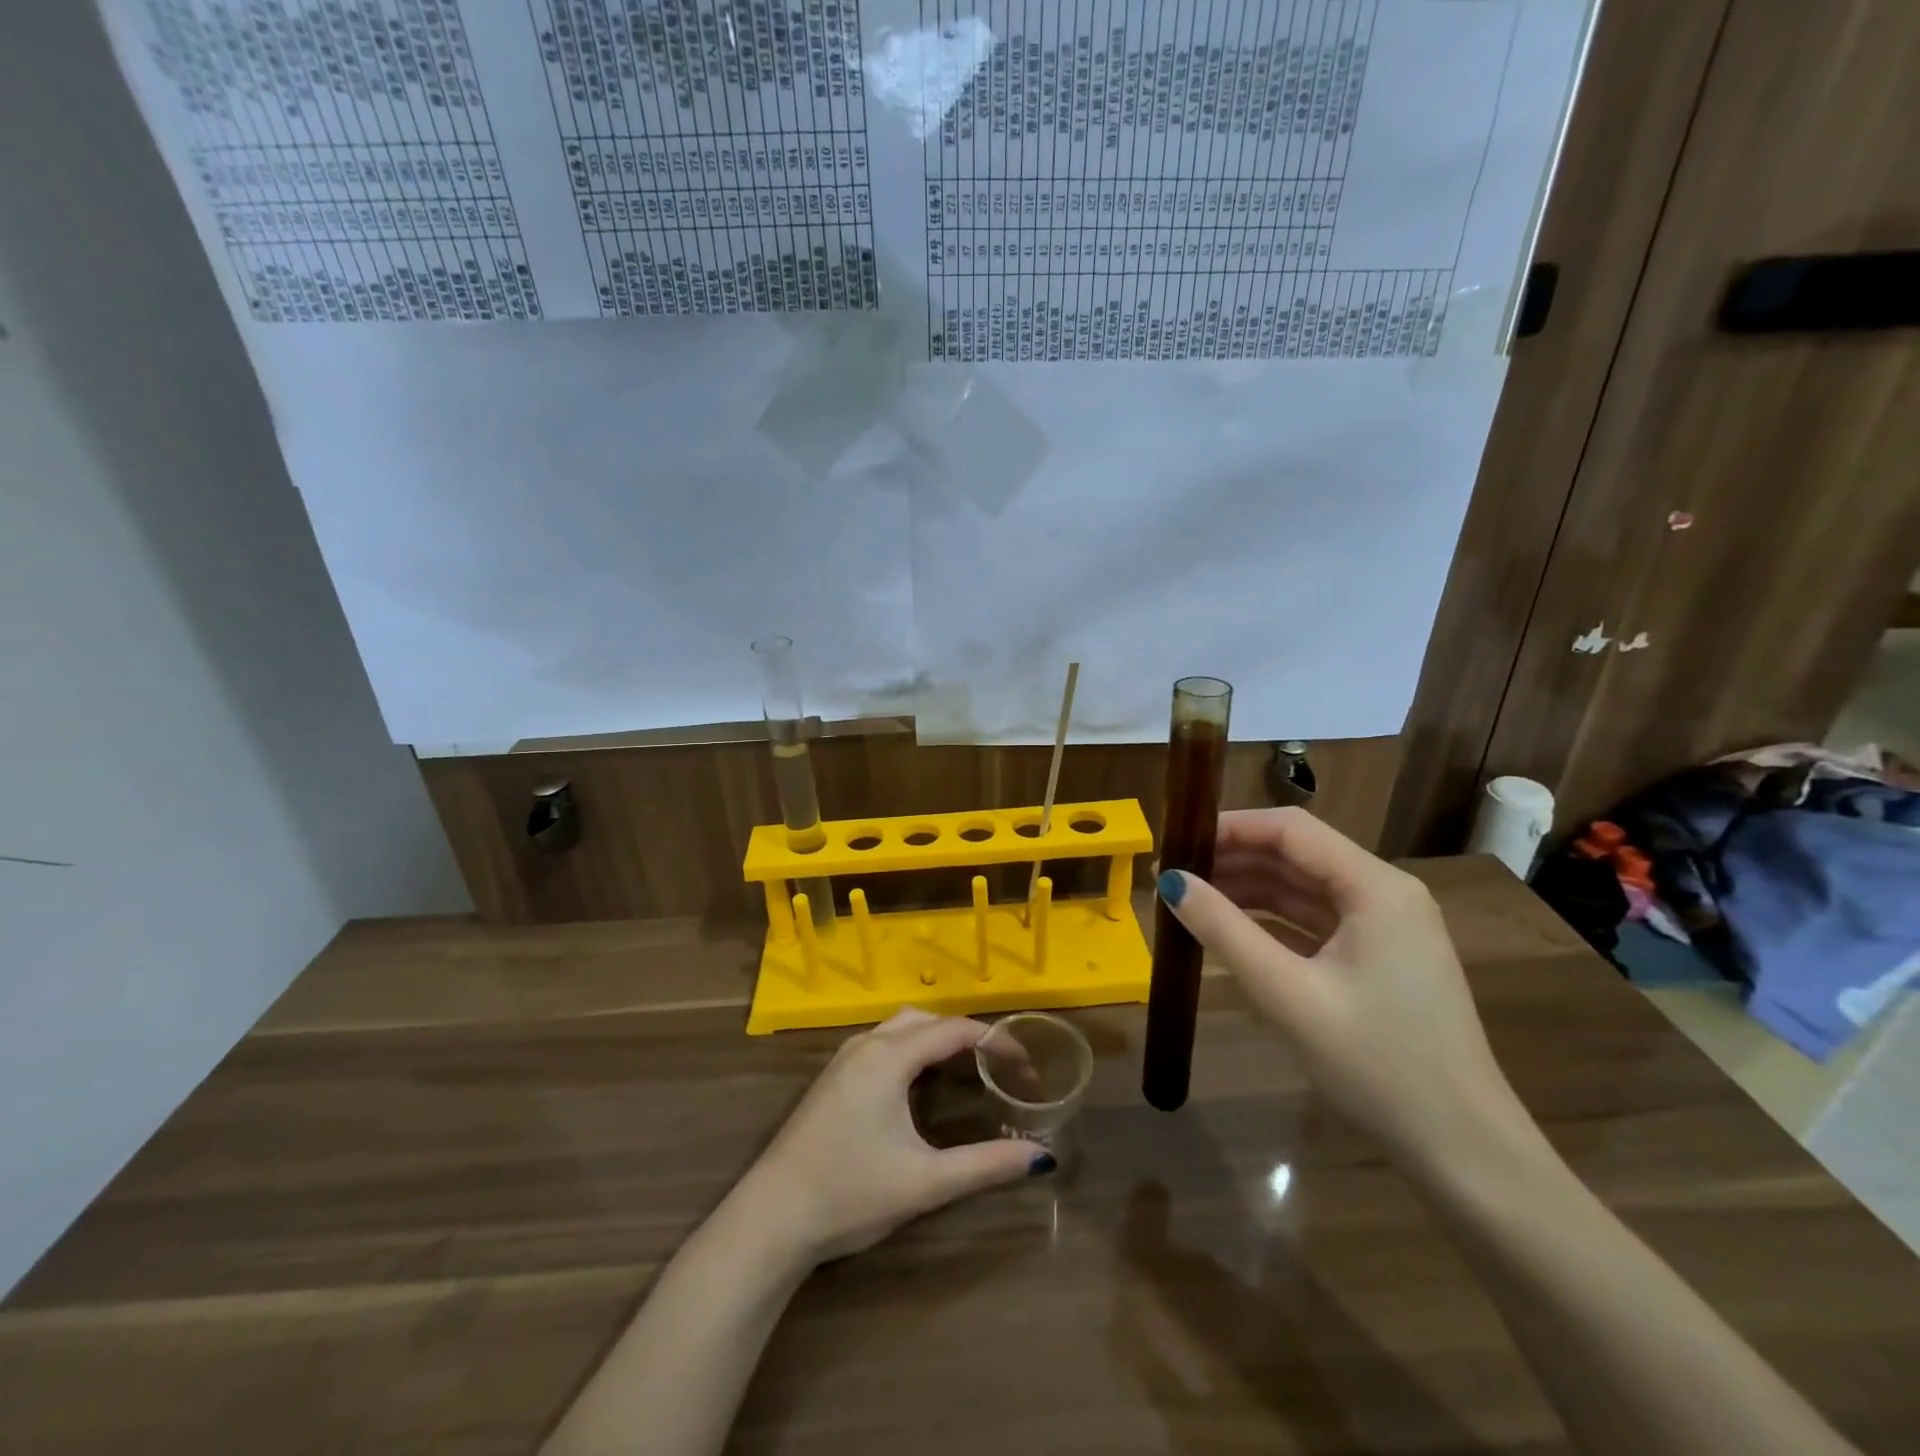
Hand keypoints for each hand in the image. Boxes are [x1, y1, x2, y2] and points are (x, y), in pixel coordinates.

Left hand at [736, 1009, 1051, 1267]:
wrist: (770, 1219)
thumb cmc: (849, 1194)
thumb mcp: (925, 1182)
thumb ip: (985, 1165)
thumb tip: (1042, 1158)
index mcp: (888, 1057)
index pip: (954, 1030)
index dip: (995, 1041)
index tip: (1025, 1065)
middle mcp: (866, 1045)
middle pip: (926, 1019)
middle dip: (965, 1034)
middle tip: (998, 1066)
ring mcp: (844, 1059)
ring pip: (900, 1028)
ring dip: (936, 1038)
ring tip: (967, 1069)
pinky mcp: (832, 1078)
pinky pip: (883, 1043)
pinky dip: (912, 1049)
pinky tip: (920, 1084)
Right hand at [1157, 808, 1531, 1172]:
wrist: (1463, 1152)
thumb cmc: (1377, 1065)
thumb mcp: (1288, 995)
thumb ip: (1225, 931)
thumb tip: (1170, 883)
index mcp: (1376, 888)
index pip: (1291, 829)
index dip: (1229, 828)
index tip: (1176, 843)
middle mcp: (1385, 894)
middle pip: (1297, 854)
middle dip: (1233, 859)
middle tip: (1172, 875)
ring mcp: (1386, 928)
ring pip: (1304, 888)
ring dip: (1248, 889)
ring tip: (1190, 899)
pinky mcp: (1380, 959)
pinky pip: (1315, 922)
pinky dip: (1271, 921)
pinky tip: (1231, 931)